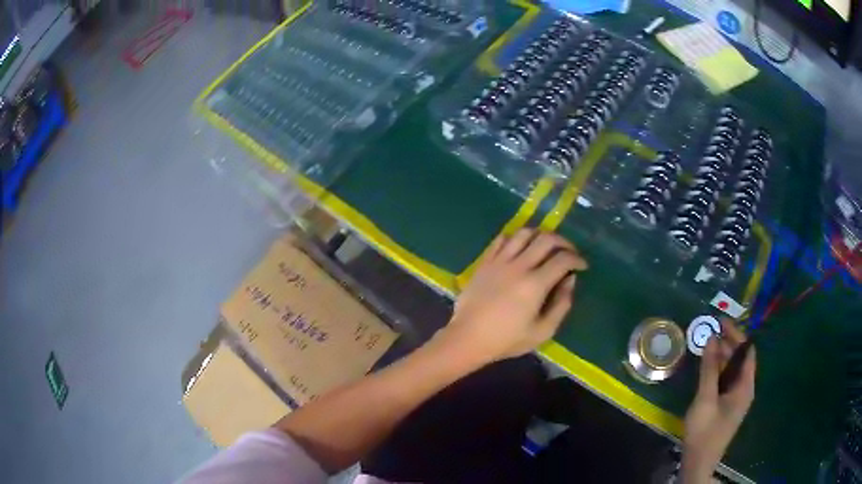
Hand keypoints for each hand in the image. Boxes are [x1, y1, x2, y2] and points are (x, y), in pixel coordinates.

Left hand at [437, 229, 587, 363]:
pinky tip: (521, 247)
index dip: (577, 259)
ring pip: (524, 233)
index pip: (563, 259)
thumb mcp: (542, 331)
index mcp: (535, 284)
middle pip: (546, 239)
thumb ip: (561, 305)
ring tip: (547, 246)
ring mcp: (499, 261)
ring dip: (540, 235)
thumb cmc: (506, 340)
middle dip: (564, 242)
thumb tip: (569, 280)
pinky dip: (516, 238)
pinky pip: (502, 239)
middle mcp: (518, 266)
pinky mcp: (485, 262)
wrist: (468, 338)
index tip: (582, 265)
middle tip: (569, 252)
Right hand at [681, 319, 755, 482]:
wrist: (699, 462)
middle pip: (740, 359)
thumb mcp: (705, 399)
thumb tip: (712, 338)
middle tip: (711, 331)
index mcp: (745, 386)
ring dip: (722, 356)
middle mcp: (744, 389)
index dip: (736, 334)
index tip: (721, 321)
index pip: (747, 351)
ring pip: (732, 369)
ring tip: (707, 345)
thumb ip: (709, 369)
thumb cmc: (704, 431)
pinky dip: (718, 370)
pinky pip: (726, 380)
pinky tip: (706, 367)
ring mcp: (735, 398)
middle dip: (728, 343)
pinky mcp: (726, 405)